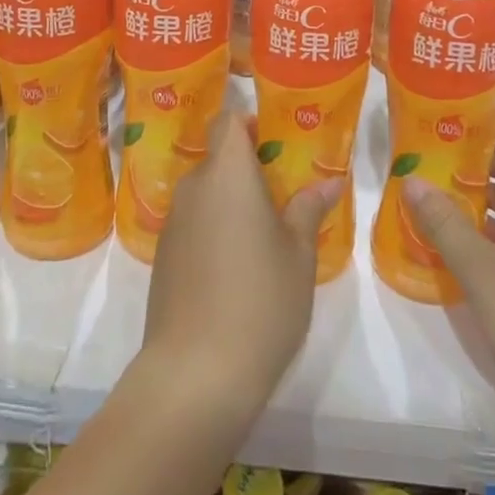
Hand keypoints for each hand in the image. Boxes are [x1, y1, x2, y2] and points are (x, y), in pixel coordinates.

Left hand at [142, 110, 343, 414]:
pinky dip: (214, 228)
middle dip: (248, 167)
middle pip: (218, 157)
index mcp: (228, 174)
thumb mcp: (299, 254)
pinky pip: (194, 223)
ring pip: (206, 192)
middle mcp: (194, 188)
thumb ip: (310, 209)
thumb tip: (330, 180)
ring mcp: (174, 223)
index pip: (228, 121)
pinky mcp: (163, 257)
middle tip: (284, 189)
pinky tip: (238, 265)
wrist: (195, 374)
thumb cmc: (260, 301)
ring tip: (267, 230)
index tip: (276, 139)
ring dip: (231, 200)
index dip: (249, 122)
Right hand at [403, 118, 494, 422]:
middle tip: (429, 154)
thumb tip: (412, 179)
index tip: (446, 116)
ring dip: (479, 196)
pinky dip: (489, 231)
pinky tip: (458, 245)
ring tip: (435, 194)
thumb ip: (445, 223)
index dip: (487, 122)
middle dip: (474, 159)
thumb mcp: (481, 270)